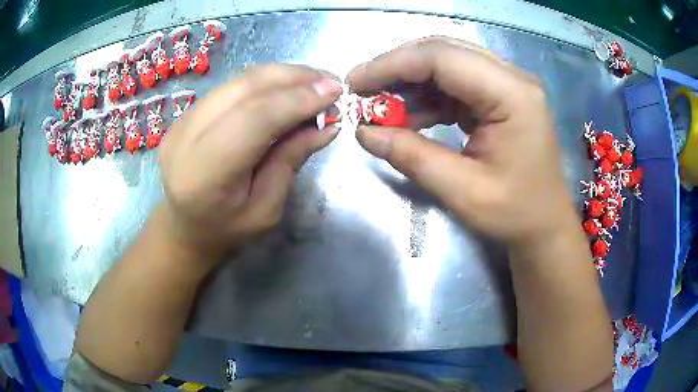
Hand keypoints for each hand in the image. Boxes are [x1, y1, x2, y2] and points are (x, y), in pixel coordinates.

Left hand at [158, 64, 341, 259]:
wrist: (184, 225)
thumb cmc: (226, 228)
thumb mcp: (266, 210)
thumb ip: (290, 162)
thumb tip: (327, 125)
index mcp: (204, 175)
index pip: (253, 120)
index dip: (296, 101)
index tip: (335, 92)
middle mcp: (186, 138)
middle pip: (244, 89)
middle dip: (293, 79)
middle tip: (330, 81)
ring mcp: (182, 120)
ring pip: (238, 80)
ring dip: (281, 75)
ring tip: (314, 80)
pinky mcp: (187, 112)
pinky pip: (231, 85)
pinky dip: (264, 81)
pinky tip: (287, 86)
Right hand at [347, 37, 577, 245]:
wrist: (545, 224)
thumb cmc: (516, 213)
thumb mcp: (463, 192)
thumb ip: (413, 157)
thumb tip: (364, 133)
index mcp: (512, 95)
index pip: (443, 57)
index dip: (392, 64)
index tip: (354, 83)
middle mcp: (511, 78)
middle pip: (443, 52)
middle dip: (397, 68)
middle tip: (362, 92)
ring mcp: (506, 85)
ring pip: (446, 65)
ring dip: (410, 83)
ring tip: (381, 110)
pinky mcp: (498, 97)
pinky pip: (454, 84)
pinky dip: (426, 96)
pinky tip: (408, 117)